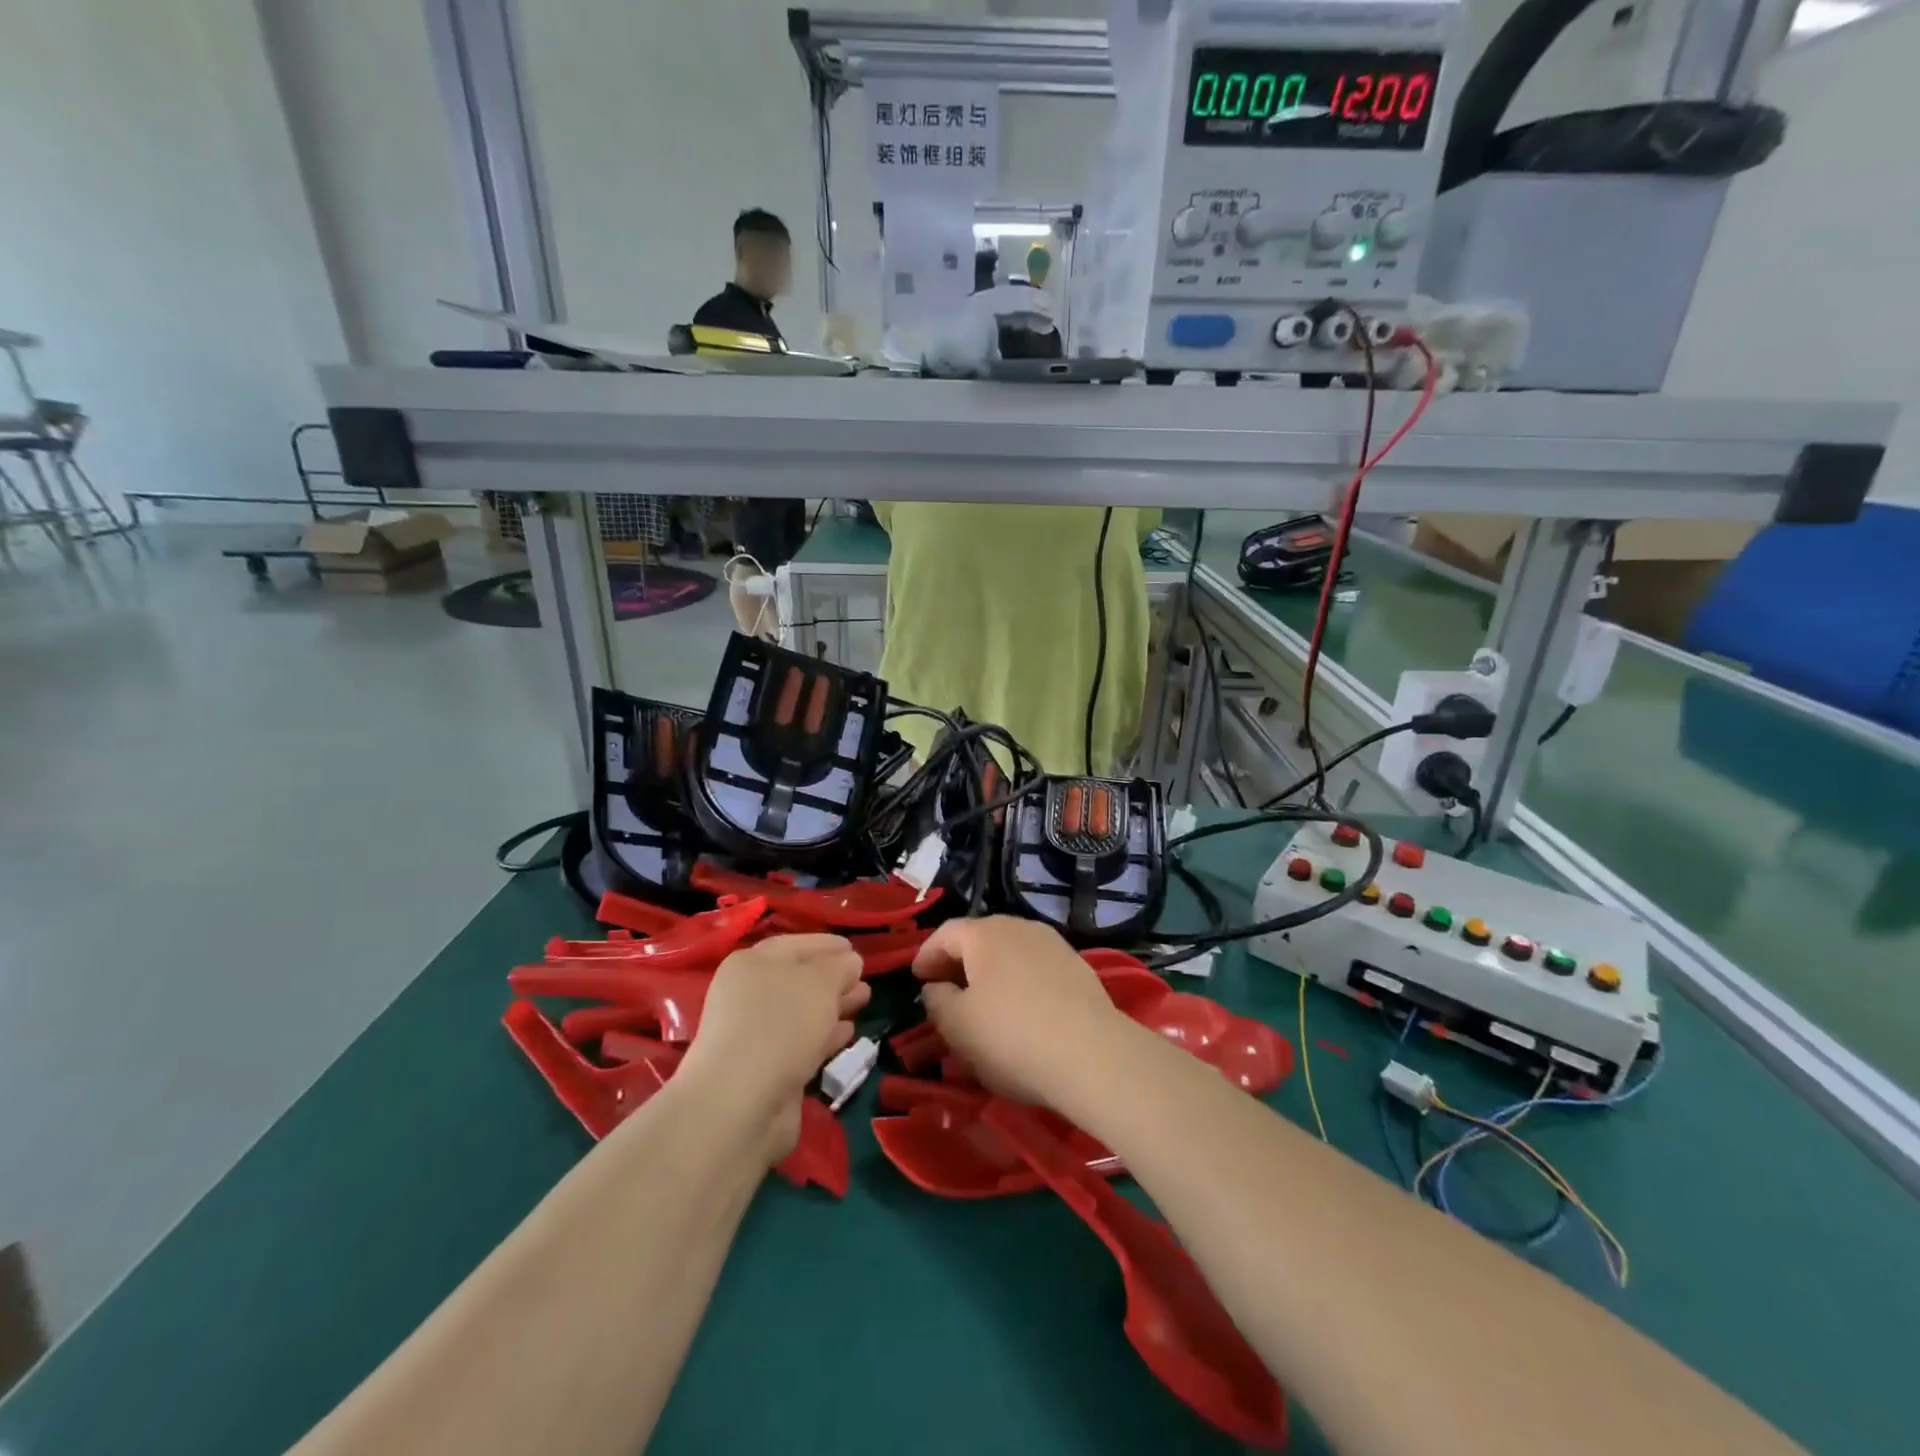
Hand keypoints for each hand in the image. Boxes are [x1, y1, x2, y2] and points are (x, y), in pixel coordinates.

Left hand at [680, 934, 868, 1160]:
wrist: (741, 1106)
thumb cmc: (779, 1026)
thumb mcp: (819, 983)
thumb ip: (839, 967)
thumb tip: (850, 962)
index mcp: (751, 964)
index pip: (794, 945)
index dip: (826, 944)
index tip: (855, 948)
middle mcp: (748, 996)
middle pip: (798, 979)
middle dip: (834, 978)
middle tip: (865, 979)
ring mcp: (755, 1035)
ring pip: (802, 1013)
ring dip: (833, 1006)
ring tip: (865, 1001)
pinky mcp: (766, 1070)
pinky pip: (802, 1043)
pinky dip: (825, 1036)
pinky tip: (849, 1033)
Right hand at [911, 917, 1131, 1111]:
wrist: (1092, 1054)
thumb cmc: (1011, 1037)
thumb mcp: (957, 1026)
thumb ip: (937, 1001)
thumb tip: (937, 987)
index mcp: (984, 933)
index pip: (945, 934)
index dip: (926, 955)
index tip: (917, 979)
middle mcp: (1019, 927)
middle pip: (980, 938)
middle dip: (959, 962)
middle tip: (946, 990)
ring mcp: (1053, 944)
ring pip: (1010, 952)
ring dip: (991, 972)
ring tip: (983, 1003)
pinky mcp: (1078, 967)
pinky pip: (1036, 968)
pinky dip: (1019, 982)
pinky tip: (1021, 1010)